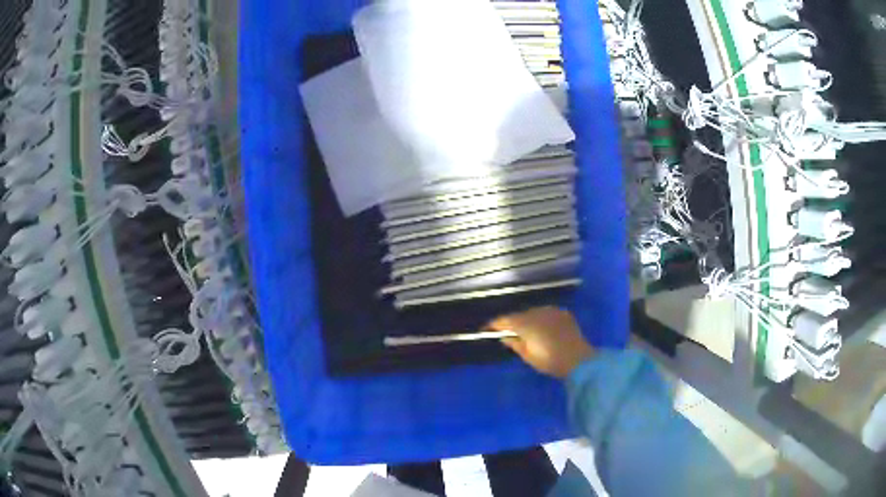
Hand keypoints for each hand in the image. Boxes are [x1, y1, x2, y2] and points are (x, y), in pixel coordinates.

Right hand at [488, 307, 594, 378]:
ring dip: (527, 319)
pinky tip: (542, 328)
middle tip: (506, 331)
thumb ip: (514, 343)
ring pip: (533, 312)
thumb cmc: (550, 361)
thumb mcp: (528, 356)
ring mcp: (551, 310)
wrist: (579, 359)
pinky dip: (541, 319)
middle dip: (511, 322)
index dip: (493, 324)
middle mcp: (536, 312)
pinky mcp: (562, 313)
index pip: (503, 320)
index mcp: (524, 323)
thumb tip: (504, 336)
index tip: (485, 329)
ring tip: (525, 330)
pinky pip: (546, 313)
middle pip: (518, 315)